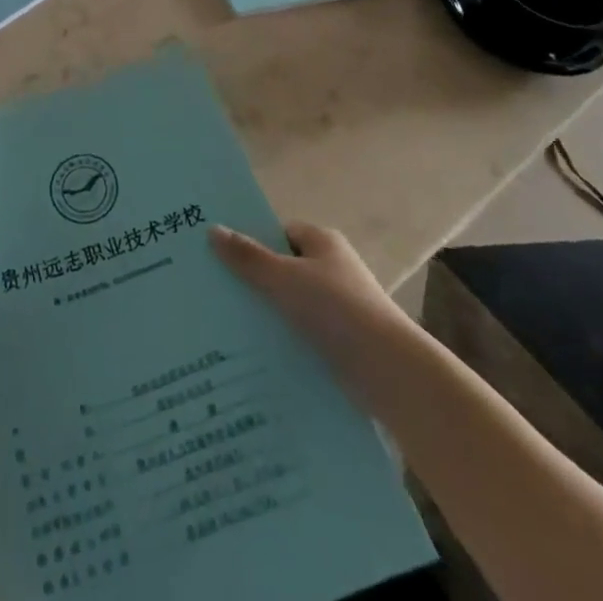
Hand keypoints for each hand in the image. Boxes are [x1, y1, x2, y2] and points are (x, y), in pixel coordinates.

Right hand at [211, 221, 408, 367]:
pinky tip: (252, 352)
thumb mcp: (284, 278)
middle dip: (252, 279)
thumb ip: (248, 256)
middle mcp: (332, 270)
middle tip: (213, 289)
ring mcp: (338, 308)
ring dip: (265, 313)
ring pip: (290, 304)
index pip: (279, 232)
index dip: (250, 240)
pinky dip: (281, 339)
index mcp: (322, 242)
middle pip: (282, 268)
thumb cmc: (337, 310)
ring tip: (222, 324)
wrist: (391, 372)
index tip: (217, 254)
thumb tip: (212, 229)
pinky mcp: (340, 343)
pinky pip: (300, 333)